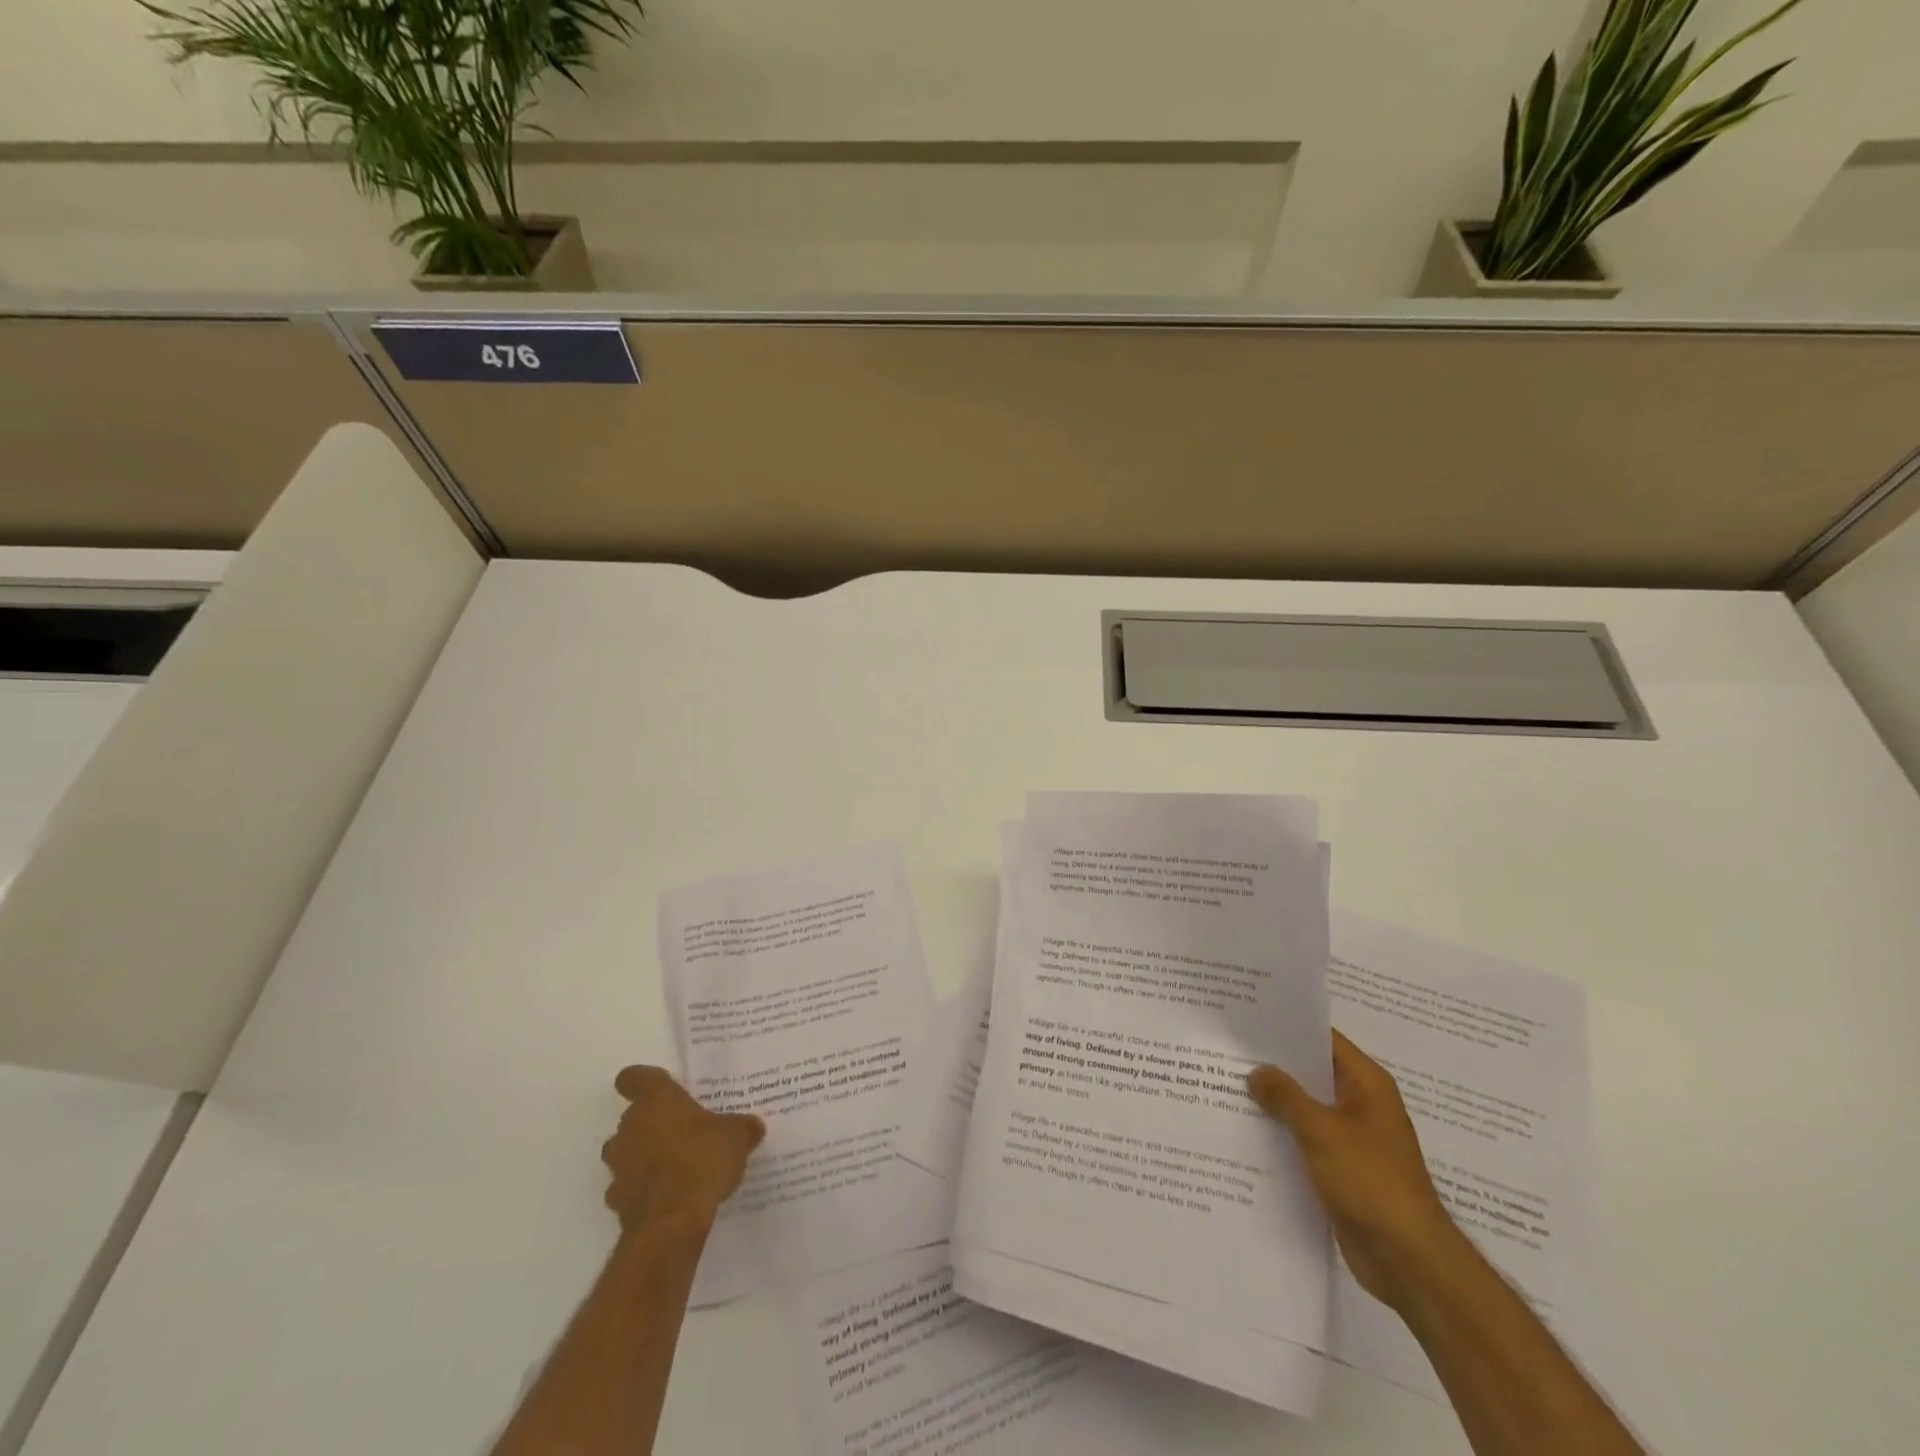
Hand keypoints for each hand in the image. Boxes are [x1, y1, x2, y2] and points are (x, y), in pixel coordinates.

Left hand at [603, 1066, 765, 1230]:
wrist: (671, 1223)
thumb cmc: (702, 1161)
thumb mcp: (736, 1137)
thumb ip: (742, 1128)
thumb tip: (753, 1126)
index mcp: (656, 1101)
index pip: (634, 1077)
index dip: (642, 1081)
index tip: (658, 1087)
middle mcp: (630, 1127)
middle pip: (633, 1117)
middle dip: (653, 1123)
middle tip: (683, 1130)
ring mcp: (619, 1165)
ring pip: (626, 1151)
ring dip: (643, 1155)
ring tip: (675, 1165)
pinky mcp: (617, 1200)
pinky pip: (628, 1185)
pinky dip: (643, 1187)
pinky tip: (668, 1195)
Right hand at [1248, 1031, 1468, 1312]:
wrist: (1409, 1263)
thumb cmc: (1372, 1183)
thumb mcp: (1323, 1132)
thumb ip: (1286, 1097)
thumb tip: (1257, 1071)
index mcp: (1367, 1085)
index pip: (1323, 1039)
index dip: (1288, 1027)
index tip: (1248, 1018)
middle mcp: (1360, 1104)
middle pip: (1311, 1073)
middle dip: (1273, 1065)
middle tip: (1227, 1049)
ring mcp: (1351, 1138)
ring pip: (1305, 1108)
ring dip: (1274, 1102)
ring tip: (1224, 1084)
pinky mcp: (1341, 1169)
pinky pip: (1305, 1140)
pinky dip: (1281, 1134)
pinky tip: (1244, 1130)